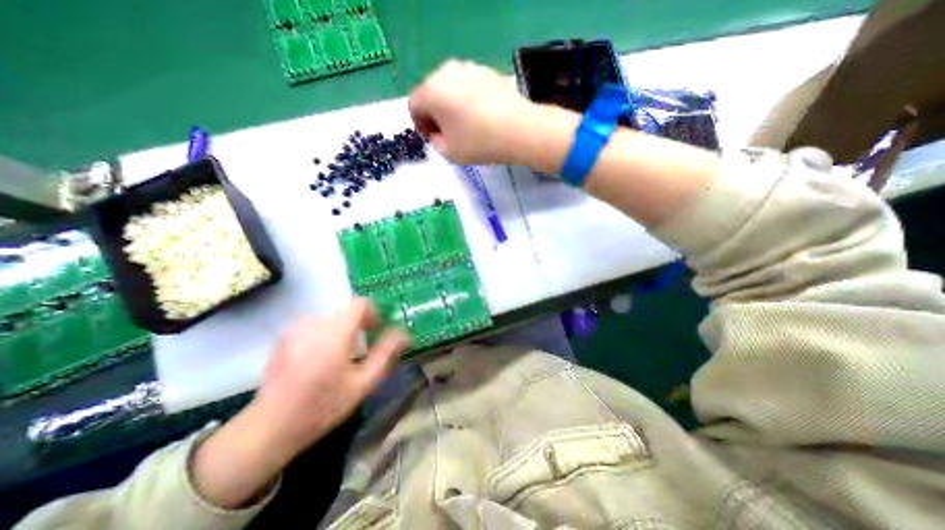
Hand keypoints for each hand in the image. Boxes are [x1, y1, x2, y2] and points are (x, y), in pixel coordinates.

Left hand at [254, 297, 410, 446]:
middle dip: (358, 325)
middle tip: (361, 349)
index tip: (376, 330)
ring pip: (329, 319)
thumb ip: (386, 353)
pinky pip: (313, 327)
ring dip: (341, 330)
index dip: (372, 313)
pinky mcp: (283, 339)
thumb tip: (403, 333)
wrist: (270, 428)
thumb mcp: (364, 383)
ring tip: (340, 356)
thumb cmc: (323, 406)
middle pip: (345, 312)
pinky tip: (318, 361)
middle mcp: (314, 324)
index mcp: (336, 332)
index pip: (359, 303)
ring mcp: (295, 330)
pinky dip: (323, 335)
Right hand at [409, 58, 533, 163]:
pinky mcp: (487, 71)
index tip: (433, 138)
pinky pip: (467, 86)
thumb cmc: (480, 143)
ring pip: (449, 88)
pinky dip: (467, 99)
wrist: (520, 129)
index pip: (414, 106)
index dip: (420, 125)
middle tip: (448, 133)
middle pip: (431, 93)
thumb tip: (437, 133)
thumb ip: (434, 142)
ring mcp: (468, 68)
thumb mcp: (449, 153)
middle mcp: (446, 72)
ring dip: (451, 106)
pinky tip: (481, 116)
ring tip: (466, 126)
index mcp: (431, 91)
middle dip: (435, 113)